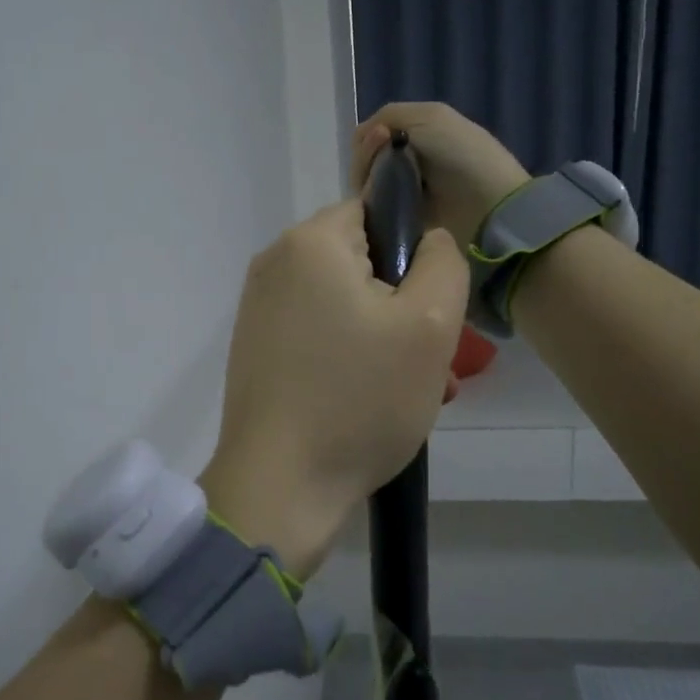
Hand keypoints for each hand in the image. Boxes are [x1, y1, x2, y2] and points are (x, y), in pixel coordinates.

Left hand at [202, 199, 468, 575]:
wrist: (280, 487)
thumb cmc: (359, 401)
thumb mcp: (429, 325)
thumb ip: (443, 261)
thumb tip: (428, 240)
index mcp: (309, 243)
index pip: (376, 211)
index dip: (414, 253)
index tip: (429, 308)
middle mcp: (274, 265)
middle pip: (360, 263)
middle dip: (403, 306)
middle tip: (432, 362)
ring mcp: (259, 311)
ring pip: (343, 305)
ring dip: (384, 340)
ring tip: (413, 392)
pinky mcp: (256, 351)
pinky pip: (318, 336)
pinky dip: (350, 359)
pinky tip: (372, 403)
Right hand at [352, 102, 531, 250]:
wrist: (488, 202)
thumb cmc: (462, 154)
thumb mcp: (429, 116)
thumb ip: (388, 116)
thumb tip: (361, 137)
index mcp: (412, 134)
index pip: (369, 137)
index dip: (367, 138)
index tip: (380, 139)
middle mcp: (403, 162)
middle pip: (364, 161)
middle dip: (366, 158)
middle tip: (383, 163)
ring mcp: (400, 193)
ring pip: (364, 185)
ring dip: (368, 180)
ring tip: (386, 184)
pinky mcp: (399, 220)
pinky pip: (372, 209)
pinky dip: (372, 203)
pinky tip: (383, 201)